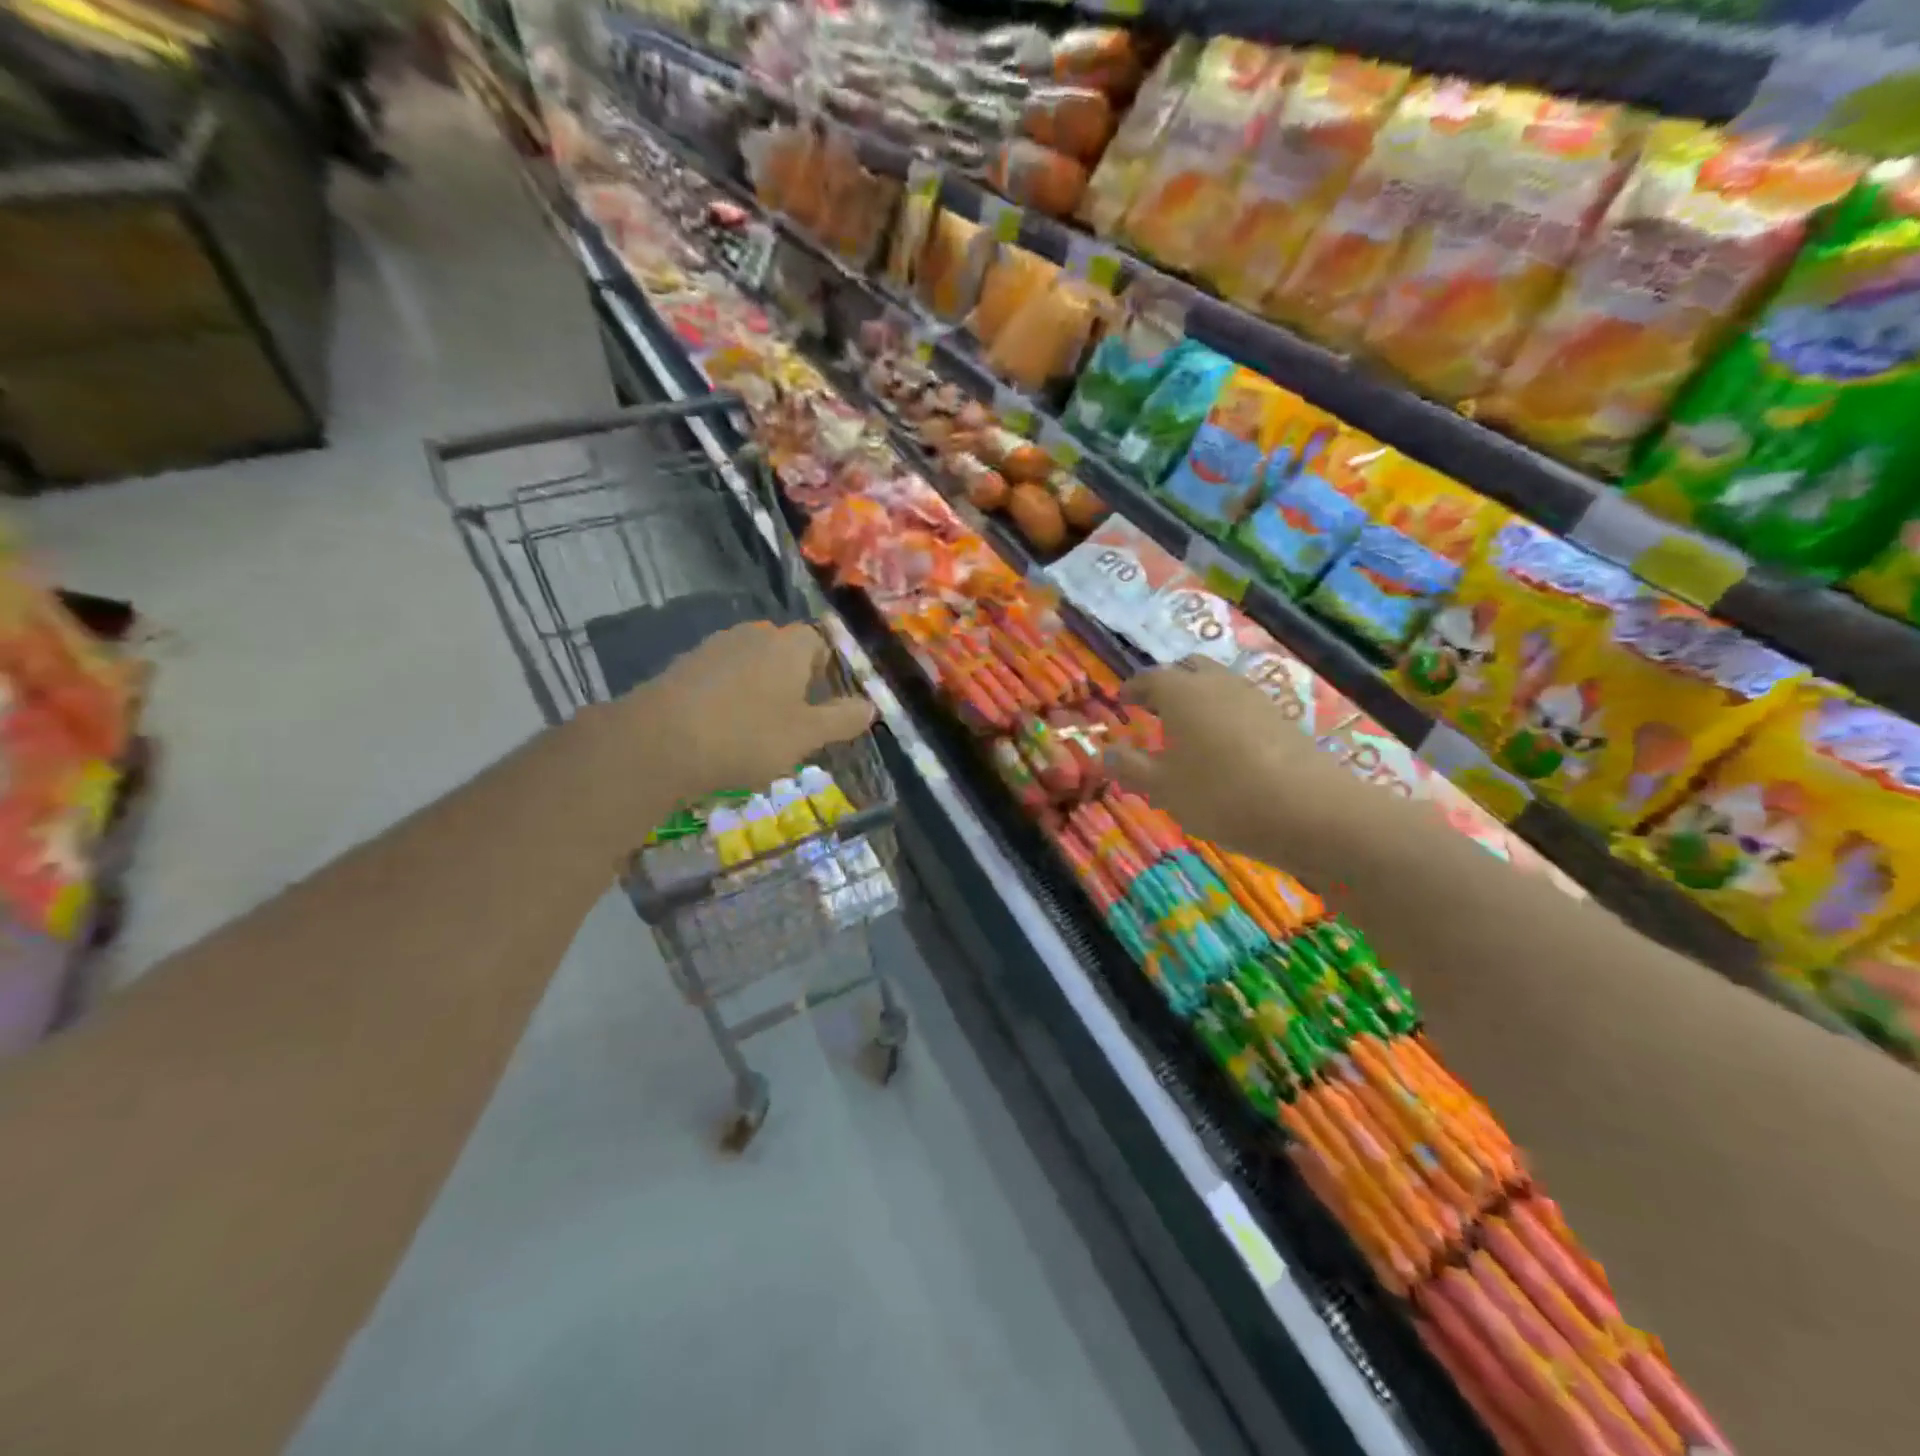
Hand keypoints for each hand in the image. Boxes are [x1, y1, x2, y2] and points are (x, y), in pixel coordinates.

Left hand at [611, 621, 875, 802]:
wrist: (658, 742)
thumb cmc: (747, 736)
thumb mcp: (807, 735)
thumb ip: (842, 719)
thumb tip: (871, 706)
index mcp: (790, 644)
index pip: (819, 642)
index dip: (827, 672)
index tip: (824, 706)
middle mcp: (754, 634)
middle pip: (784, 652)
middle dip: (794, 683)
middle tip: (795, 723)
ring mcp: (714, 647)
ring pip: (751, 666)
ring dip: (760, 692)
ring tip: (757, 733)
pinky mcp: (684, 666)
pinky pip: (720, 678)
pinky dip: (728, 699)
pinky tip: (721, 732)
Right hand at [1104, 658, 1373, 858]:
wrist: (1309, 810)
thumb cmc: (1221, 795)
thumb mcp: (1163, 788)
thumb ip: (1130, 767)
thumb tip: (1105, 752)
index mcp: (1181, 693)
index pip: (1149, 678)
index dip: (1133, 688)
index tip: (1123, 700)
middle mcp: (1217, 683)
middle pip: (1188, 669)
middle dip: (1168, 683)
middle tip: (1155, 706)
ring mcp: (1254, 697)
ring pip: (1218, 683)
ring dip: (1199, 696)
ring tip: (1188, 726)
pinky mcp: (1281, 717)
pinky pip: (1241, 704)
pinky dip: (1225, 713)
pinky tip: (1224, 744)